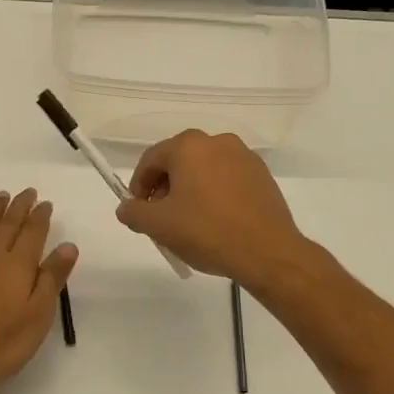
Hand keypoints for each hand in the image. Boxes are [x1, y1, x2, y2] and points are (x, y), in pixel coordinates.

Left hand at [0, 188, 78, 393]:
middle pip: (8, 224)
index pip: (33, 232)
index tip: (46, 203)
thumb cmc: (5, 342)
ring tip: (1, 196)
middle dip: (19, 206)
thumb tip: (68, 244)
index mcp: (19, 265)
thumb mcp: (39, 314)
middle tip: (27, 192)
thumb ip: (52, 277)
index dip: (40, 216)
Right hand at [116, 130, 309, 287]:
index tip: (138, 211)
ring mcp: (244, 157)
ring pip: (204, 169)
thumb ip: (133, 212)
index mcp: (188, 146)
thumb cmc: (206, 232)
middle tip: (162, 217)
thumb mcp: (158, 225)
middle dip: (165, 188)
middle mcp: (217, 142)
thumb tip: (126, 208)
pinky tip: (215, 221)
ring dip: (190, 190)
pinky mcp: (262, 175)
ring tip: (189, 222)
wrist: (267, 252)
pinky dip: (214, 194)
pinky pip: (227, 179)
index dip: (138, 186)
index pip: (151, 160)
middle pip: (178, 161)